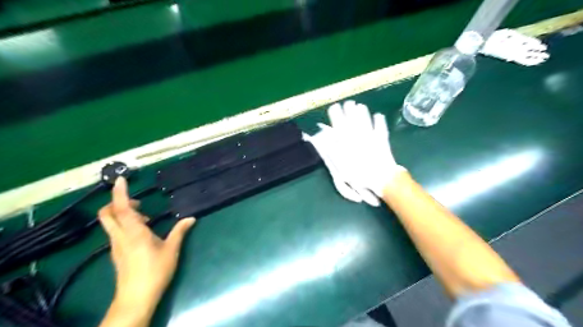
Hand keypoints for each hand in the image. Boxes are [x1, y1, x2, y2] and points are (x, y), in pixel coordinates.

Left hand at [96, 177, 193, 313]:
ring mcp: (116, 246)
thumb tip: (191, 218)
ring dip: (122, 213)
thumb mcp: (171, 249)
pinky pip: (116, 232)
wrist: (136, 298)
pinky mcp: (117, 253)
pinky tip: (143, 232)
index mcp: (134, 232)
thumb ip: (180, 231)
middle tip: (137, 201)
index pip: (121, 208)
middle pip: (107, 214)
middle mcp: (120, 236)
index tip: (120, 179)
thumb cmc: (155, 271)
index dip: (119, 192)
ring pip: (110, 223)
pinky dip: (125, 224)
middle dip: (116, 202)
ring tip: (145, 217)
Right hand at [303, 101, 403, 205]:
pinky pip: (380, 126)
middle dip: (349, 108)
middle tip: (348, 103)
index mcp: (344, 137)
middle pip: (352, 116)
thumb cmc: (355, 173)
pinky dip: (379, 120)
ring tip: (360, 106)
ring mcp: (370, 133)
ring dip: (362, 111)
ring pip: (365, 118)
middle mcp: (356, 132)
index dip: (335, 112)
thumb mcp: (337, 163)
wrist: (378, 177)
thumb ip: (329, 148)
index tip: (334, 107)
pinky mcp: (381, 137)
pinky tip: (378, 115)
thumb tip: (322, 137)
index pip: (337, 119)